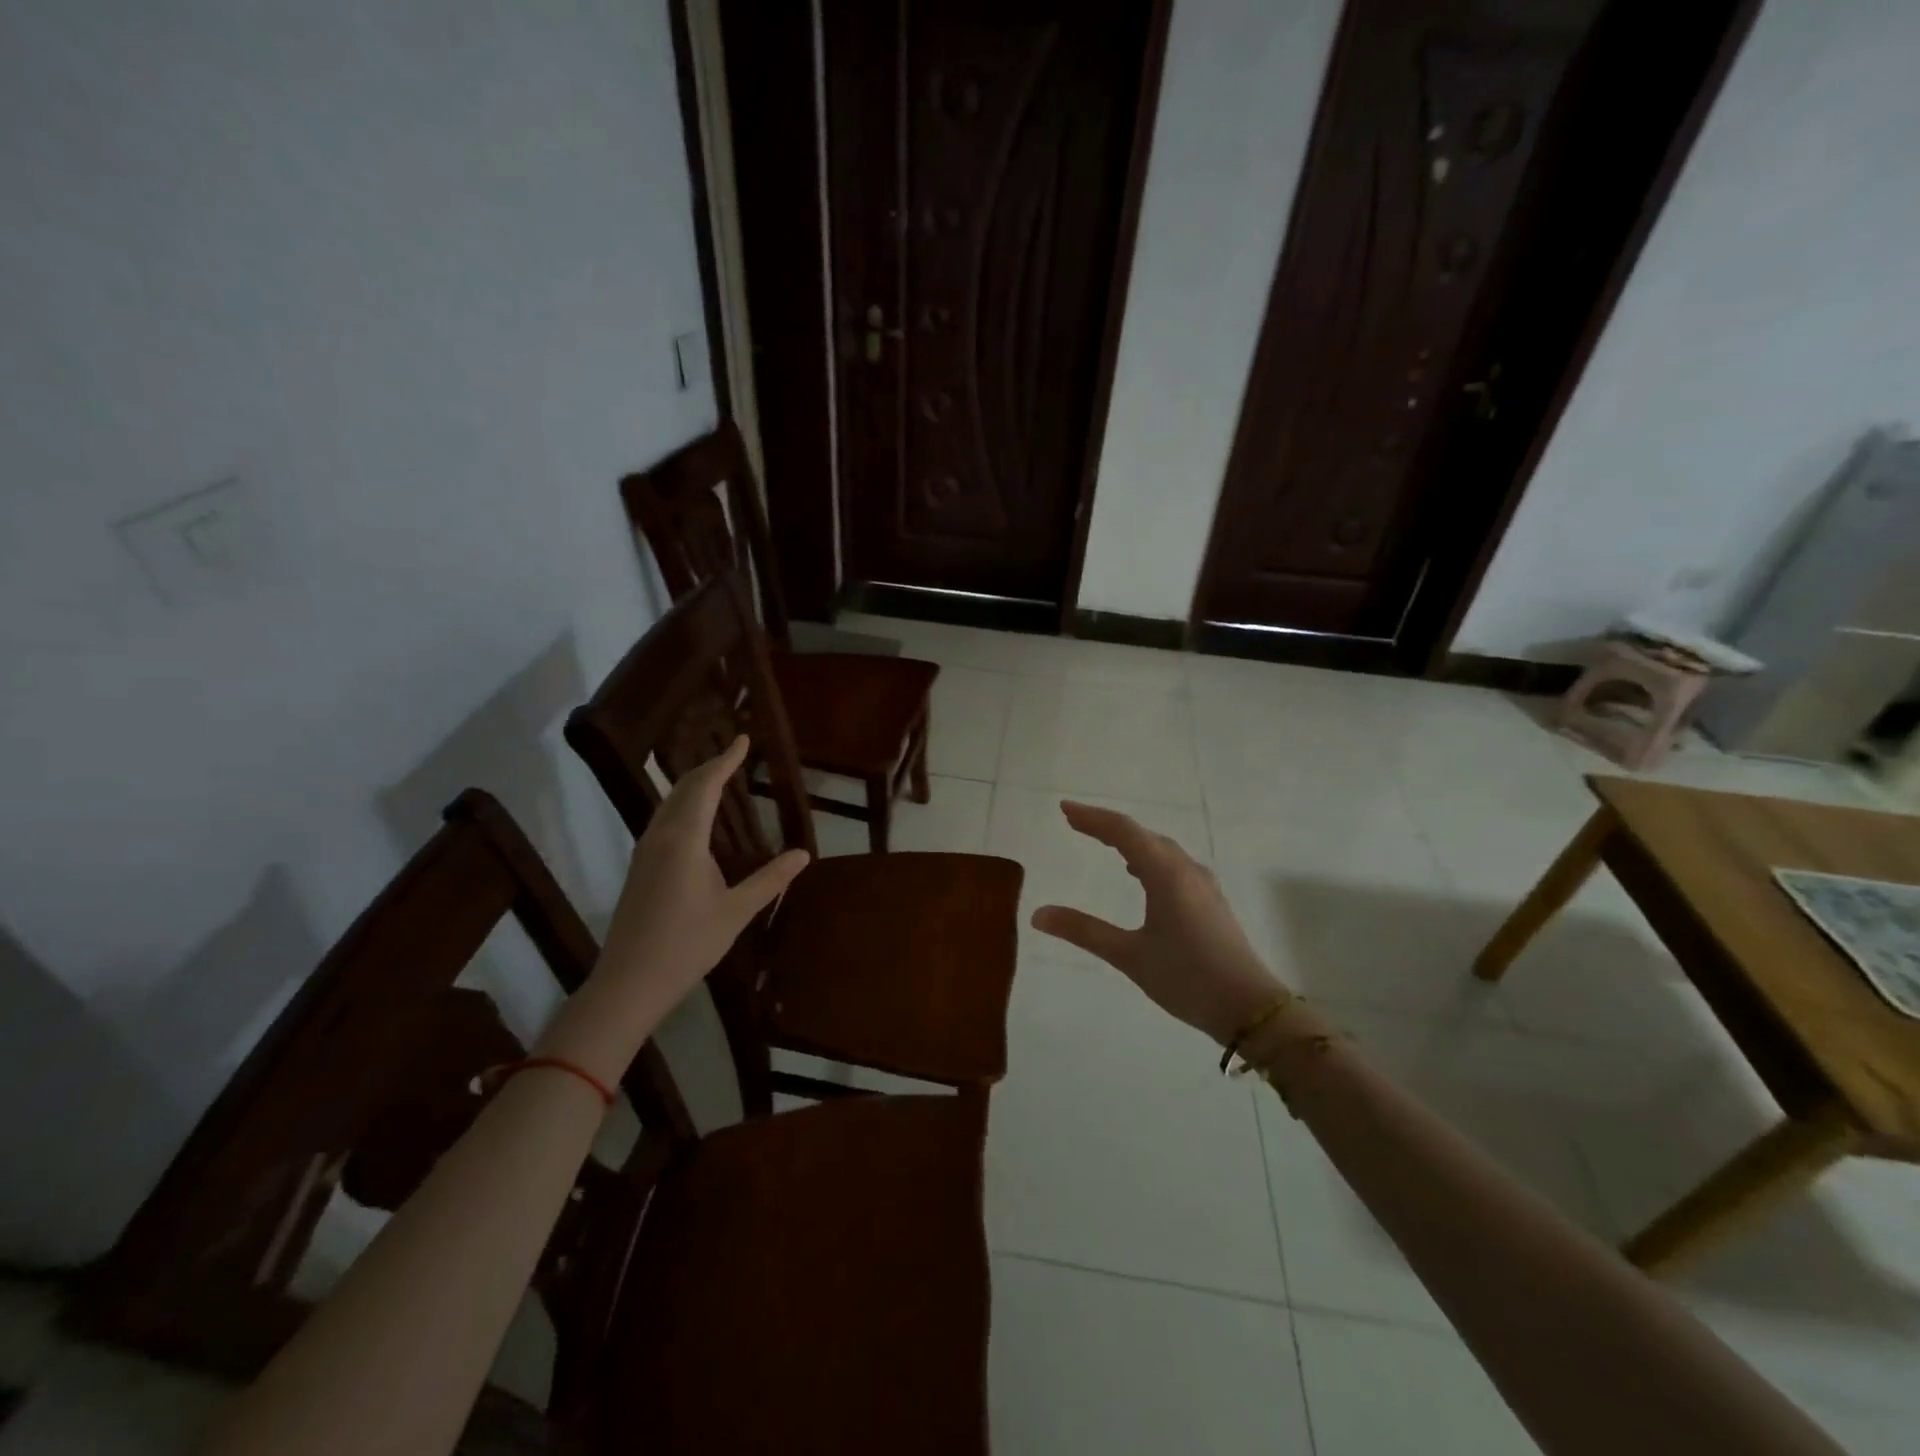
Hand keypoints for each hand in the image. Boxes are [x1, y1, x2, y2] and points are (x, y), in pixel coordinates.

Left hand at [546, 736, 808, 1077]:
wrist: (629, 982)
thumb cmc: (687, 944)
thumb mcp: (736, 912)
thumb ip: (770, 880)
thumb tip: (803, 854)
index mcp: (684, 840)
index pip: (705, 786)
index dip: (725, 760)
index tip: (743, 739)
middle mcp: (660, 837)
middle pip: (682, 788)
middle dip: (708, 767)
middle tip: (734, 754)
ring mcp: (644, 852)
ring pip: (668, 803)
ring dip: (693, 785)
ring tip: (718, 778)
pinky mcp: (639, 868)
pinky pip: (663, 820)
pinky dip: (683, 805)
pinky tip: (696, 819)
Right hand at [1031, 801, 1287, 1046]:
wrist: (1250, 1008)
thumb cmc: (1187, 979)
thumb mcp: (1129, 956)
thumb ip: (1084, 931)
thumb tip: (1038, 914)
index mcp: (1166, 875)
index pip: (1123, 831)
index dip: (1092, 817)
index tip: (1064, 810)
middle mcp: (1186, 870)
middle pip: (1142, 834)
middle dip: (1107, 826)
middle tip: (1075, 823)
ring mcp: (1202, 884)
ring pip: (1160, 848)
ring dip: (1130, 840)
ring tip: (1102, 842)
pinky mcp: (1210, 900)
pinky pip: (1173, 863)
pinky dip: (1148, 857)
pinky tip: (1139, 875)